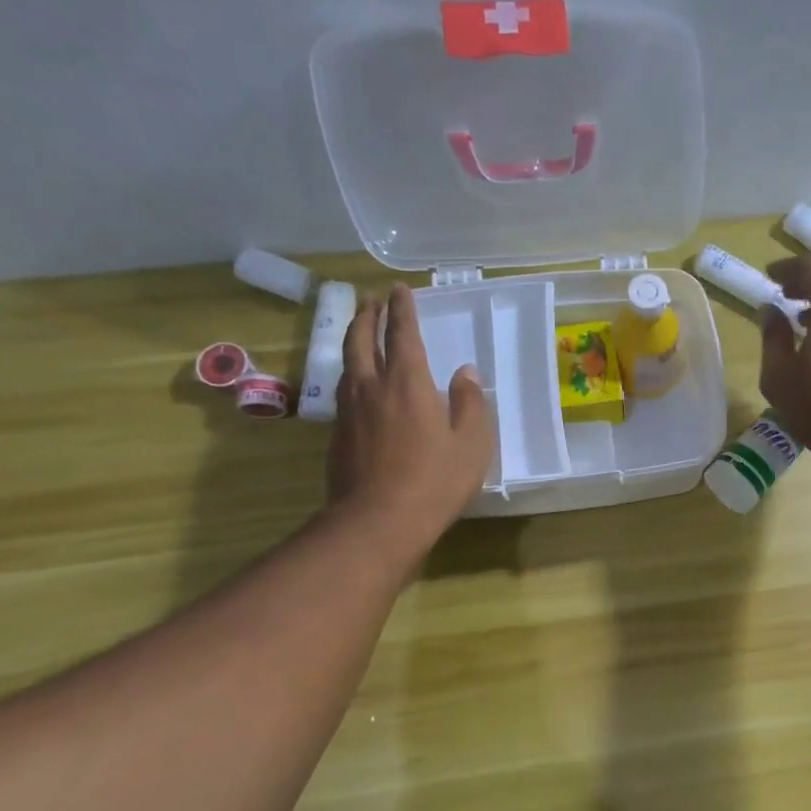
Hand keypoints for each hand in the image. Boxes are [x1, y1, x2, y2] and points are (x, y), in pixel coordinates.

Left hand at [328, 284, 493, 547]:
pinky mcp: (338, 435)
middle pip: (361, 339)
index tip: (399, 289)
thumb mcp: (472, 443)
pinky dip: (353, 375)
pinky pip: (344, 391)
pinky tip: (360, 386)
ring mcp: (349, 411)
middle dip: (366, 315)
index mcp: (407, 382)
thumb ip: (471, 403)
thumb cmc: (435, 481)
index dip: (401, 309)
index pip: (402, 333)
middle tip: (371, 300)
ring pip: (347, 364)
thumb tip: (465, 372)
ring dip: (354, 341)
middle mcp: (372, 387)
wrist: (377, 521)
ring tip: (361, 333)